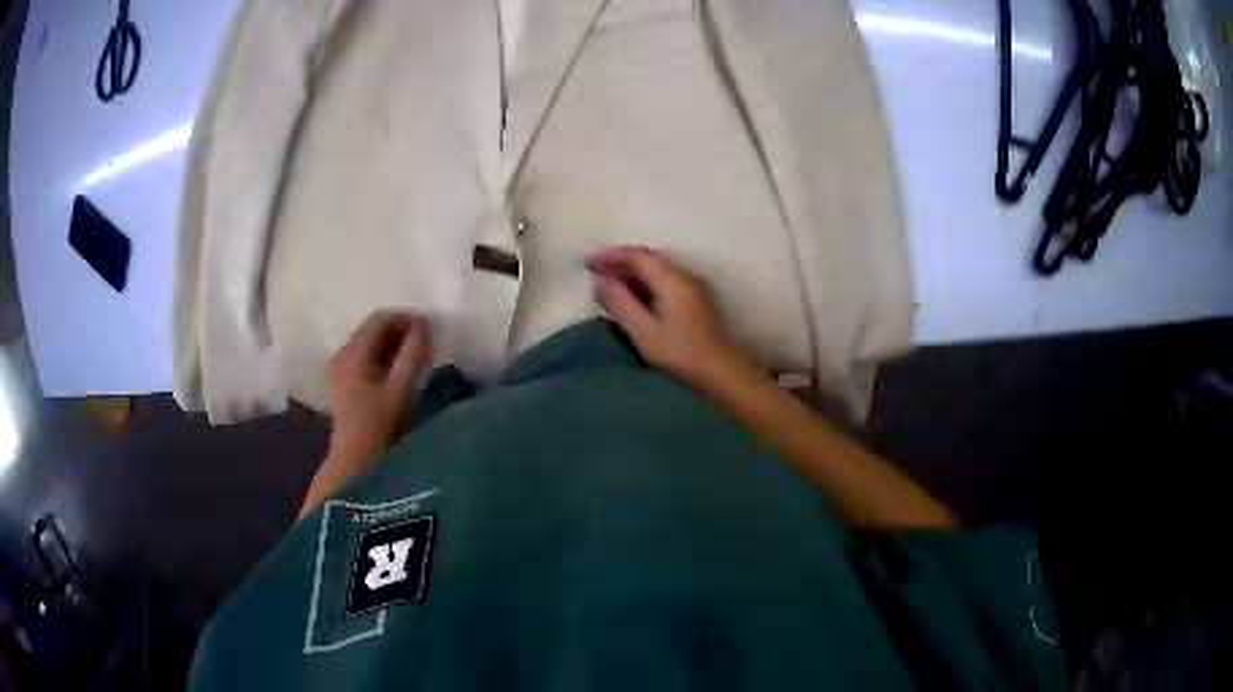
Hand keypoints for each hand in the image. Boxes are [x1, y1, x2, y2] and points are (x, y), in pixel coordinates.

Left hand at [325, 310, 430, 462]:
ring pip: (364, 343)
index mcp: (353, 353)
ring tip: (408, 359)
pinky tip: (390, 373)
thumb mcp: (401, 386)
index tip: (424, 330)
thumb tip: (422, 322)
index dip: (403, 318)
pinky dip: (377, 357)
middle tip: (420, 345)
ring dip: (387, 345)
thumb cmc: (381, 423)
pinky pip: (358, 357)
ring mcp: (336, 367)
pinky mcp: (337, 380)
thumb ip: (412, 352)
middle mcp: (340, 354)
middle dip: (396, 332)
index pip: (378, 320)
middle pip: (370, 329)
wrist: (356, 458)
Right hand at [586, 246, 744, 387]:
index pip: (636, 256)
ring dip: (630, 272)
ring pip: (656, 269)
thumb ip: (620, 304)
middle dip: (619, 262)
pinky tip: (633, 297)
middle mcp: (683, 276)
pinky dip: (643, 282)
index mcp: (671, 280)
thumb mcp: (644, 332)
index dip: (609, 256)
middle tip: (594, 272)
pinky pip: (663, 280)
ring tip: (608, 284)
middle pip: (647, 259)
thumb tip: (600, 283)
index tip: (587, 264)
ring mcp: (691, 287)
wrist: (722, 371)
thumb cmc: (681, 354)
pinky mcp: (694, 301)